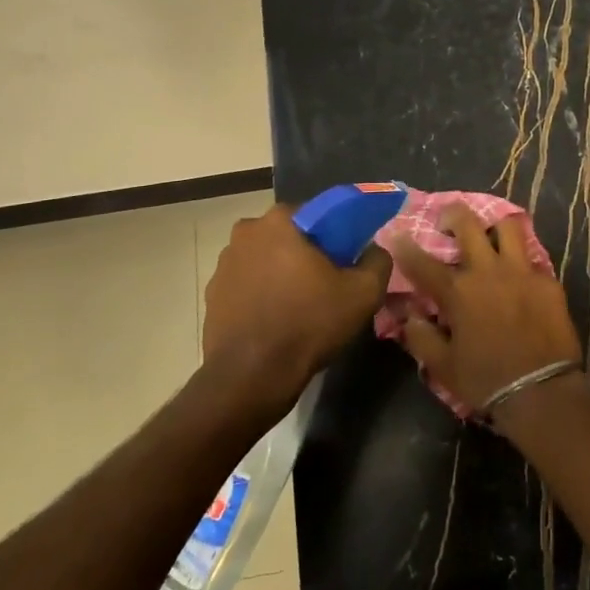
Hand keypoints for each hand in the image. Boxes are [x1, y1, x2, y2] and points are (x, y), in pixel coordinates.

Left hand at [202, 205, 391, 413]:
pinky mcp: (212, 294)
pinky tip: (276, 320)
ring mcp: (224, 264)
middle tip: (327, 283)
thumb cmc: (308, 324)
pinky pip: (247, 284)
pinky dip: (261, 295)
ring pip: (265, 259)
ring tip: (300, 305)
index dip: (335, 234)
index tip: (346, 259)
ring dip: (281, 273)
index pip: (317, 213)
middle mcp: (245, 232)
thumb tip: (374, 250)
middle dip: (306, 253)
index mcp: (280, 221)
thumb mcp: (363, 293)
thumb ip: (377, 261)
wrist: (251, 376)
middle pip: (288, 236)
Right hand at [390, 204, 584, 422]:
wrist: (541, 391)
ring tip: (489, 235)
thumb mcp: (442, 366)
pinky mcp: (548, 281)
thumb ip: (420, 336)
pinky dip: (521, 260)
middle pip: (468, 224)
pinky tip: (519, 273)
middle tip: (448, 220)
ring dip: (493, 227)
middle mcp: (488, 271)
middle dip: (453, 214)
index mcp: (458, 291)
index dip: (405, 246)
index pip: (422, 261)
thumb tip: (410, 315)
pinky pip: (532, 258)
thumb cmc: (486, 380)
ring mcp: (522, 271)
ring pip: (507, 227)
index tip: (397, 234)